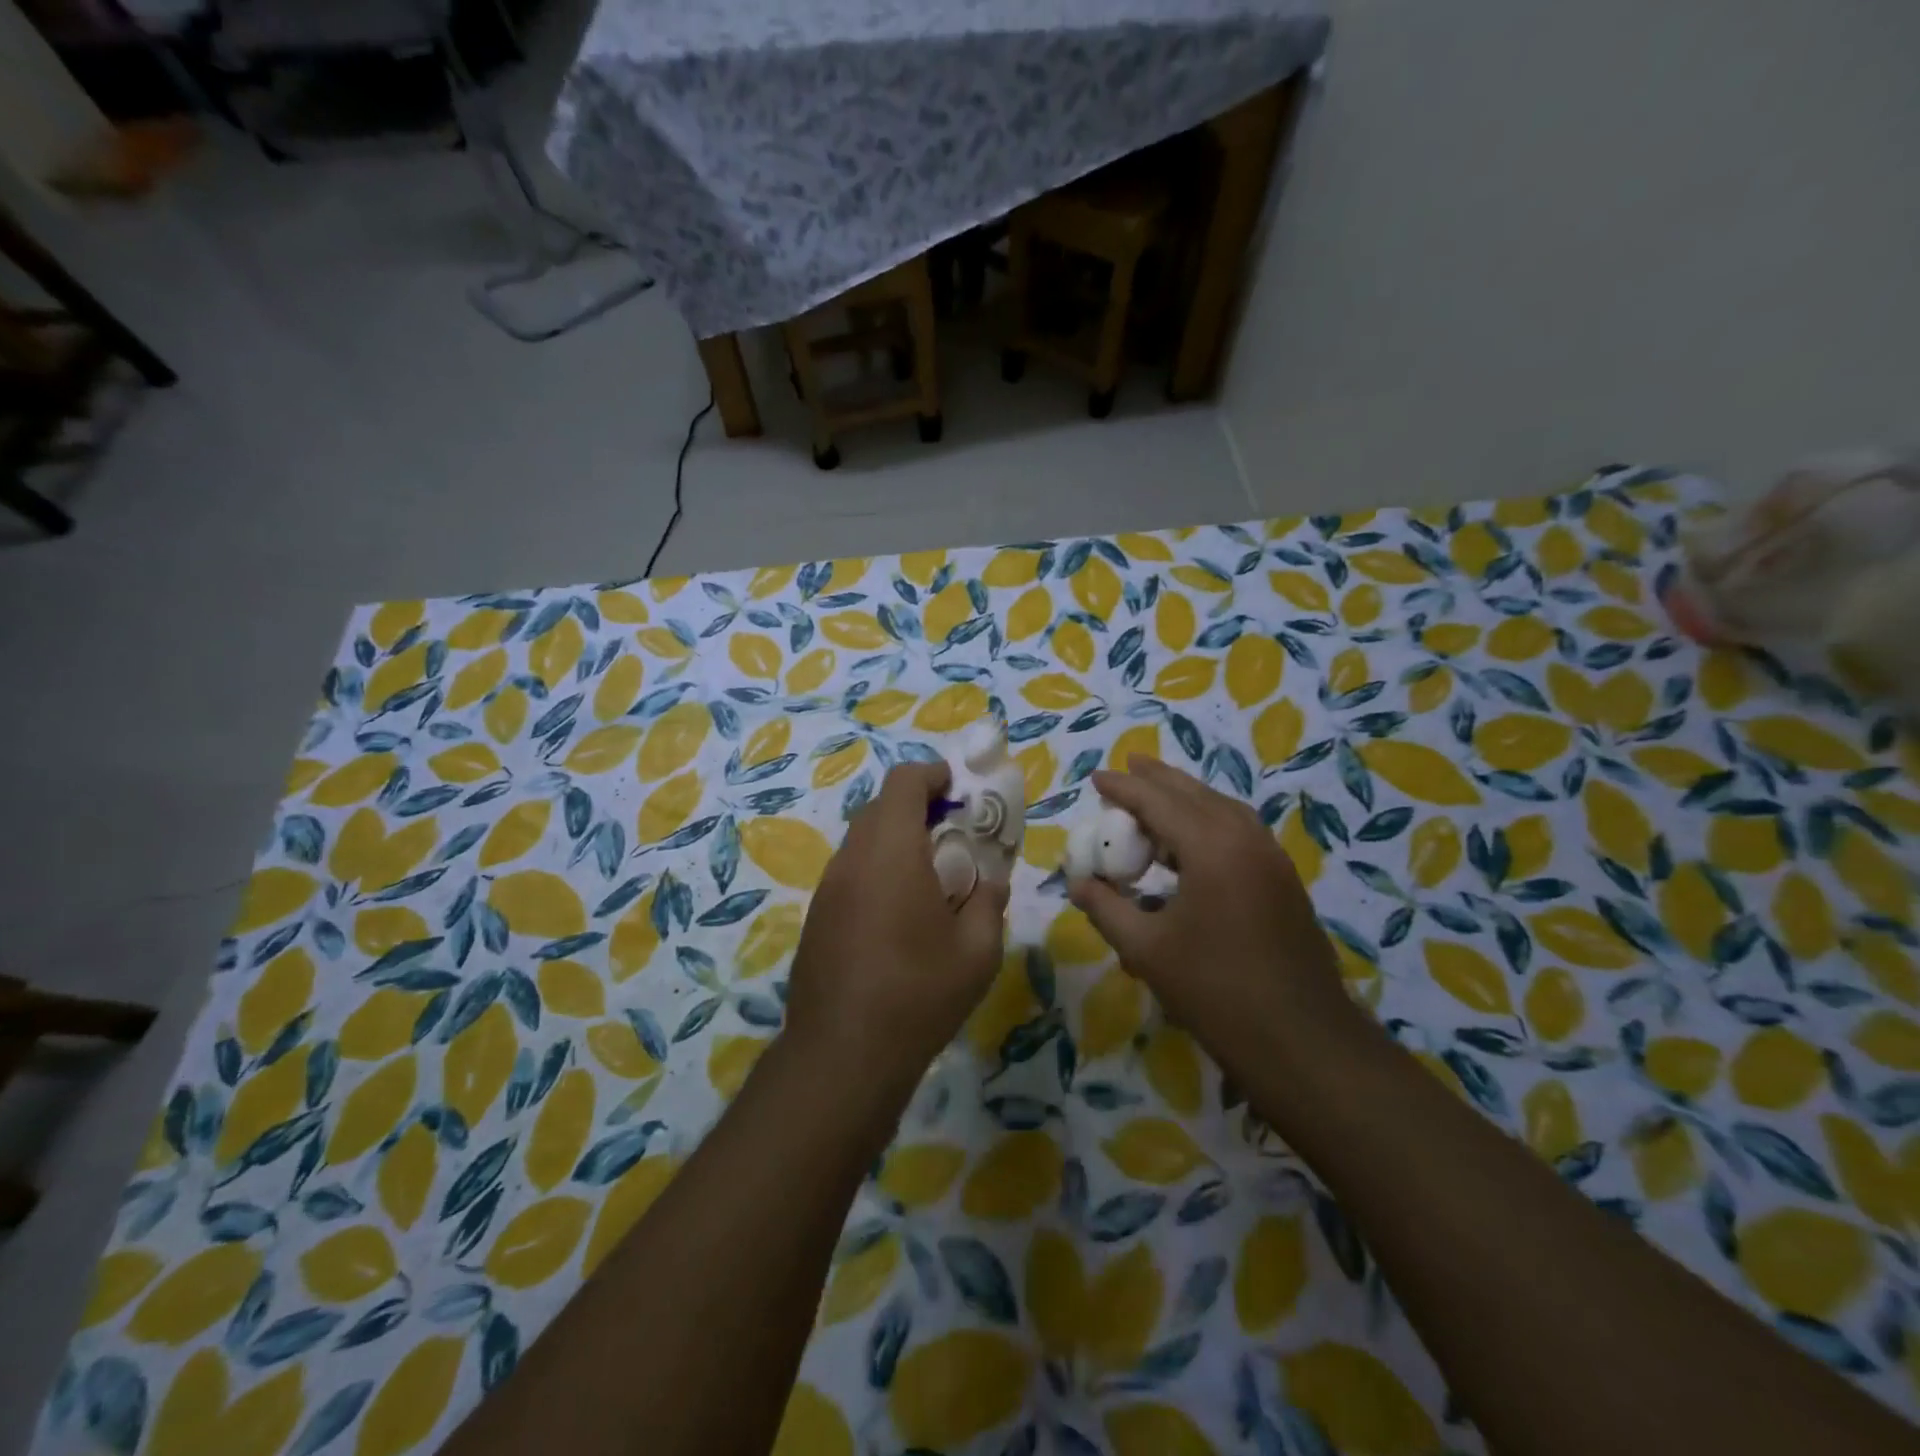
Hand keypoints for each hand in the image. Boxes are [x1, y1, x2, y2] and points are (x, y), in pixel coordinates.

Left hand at [784, 762, 1008, 1092]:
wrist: (842, 1055)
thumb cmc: (919, 994)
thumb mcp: (977, 950)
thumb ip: (989, 900)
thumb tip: (990, 879)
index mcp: (892, 851)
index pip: (903, 782)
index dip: (933, 775)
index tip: (959, 791)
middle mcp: (853, 858)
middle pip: (881, 807)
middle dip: (918, 808)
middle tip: (953, 836)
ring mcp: (828, 888)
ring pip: (863, 840)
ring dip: (896, 840)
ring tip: (930, 878)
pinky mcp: (817, 916)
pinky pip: (851, 872)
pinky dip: (877, 870)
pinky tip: (898, 915)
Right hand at [1068, 756, 1364, 1069]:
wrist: (1302, 1041)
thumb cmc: (1216, 991)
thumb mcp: (1146, 950)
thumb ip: (1106, 908)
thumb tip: (1077, 883)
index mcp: (1212, 847)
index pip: (1158, 802)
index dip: (1124, 788)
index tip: (1097, 778)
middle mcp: (1246, 839)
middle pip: (1195, 794)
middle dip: (1158, 780)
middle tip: (1128, 766)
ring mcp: (1272, 858)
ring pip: (1223, 808)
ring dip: (1187, 798)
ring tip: (1157, 798)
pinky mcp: (1284, 880)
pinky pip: (1240, 831)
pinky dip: (1210, 821)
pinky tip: (1194, 841)